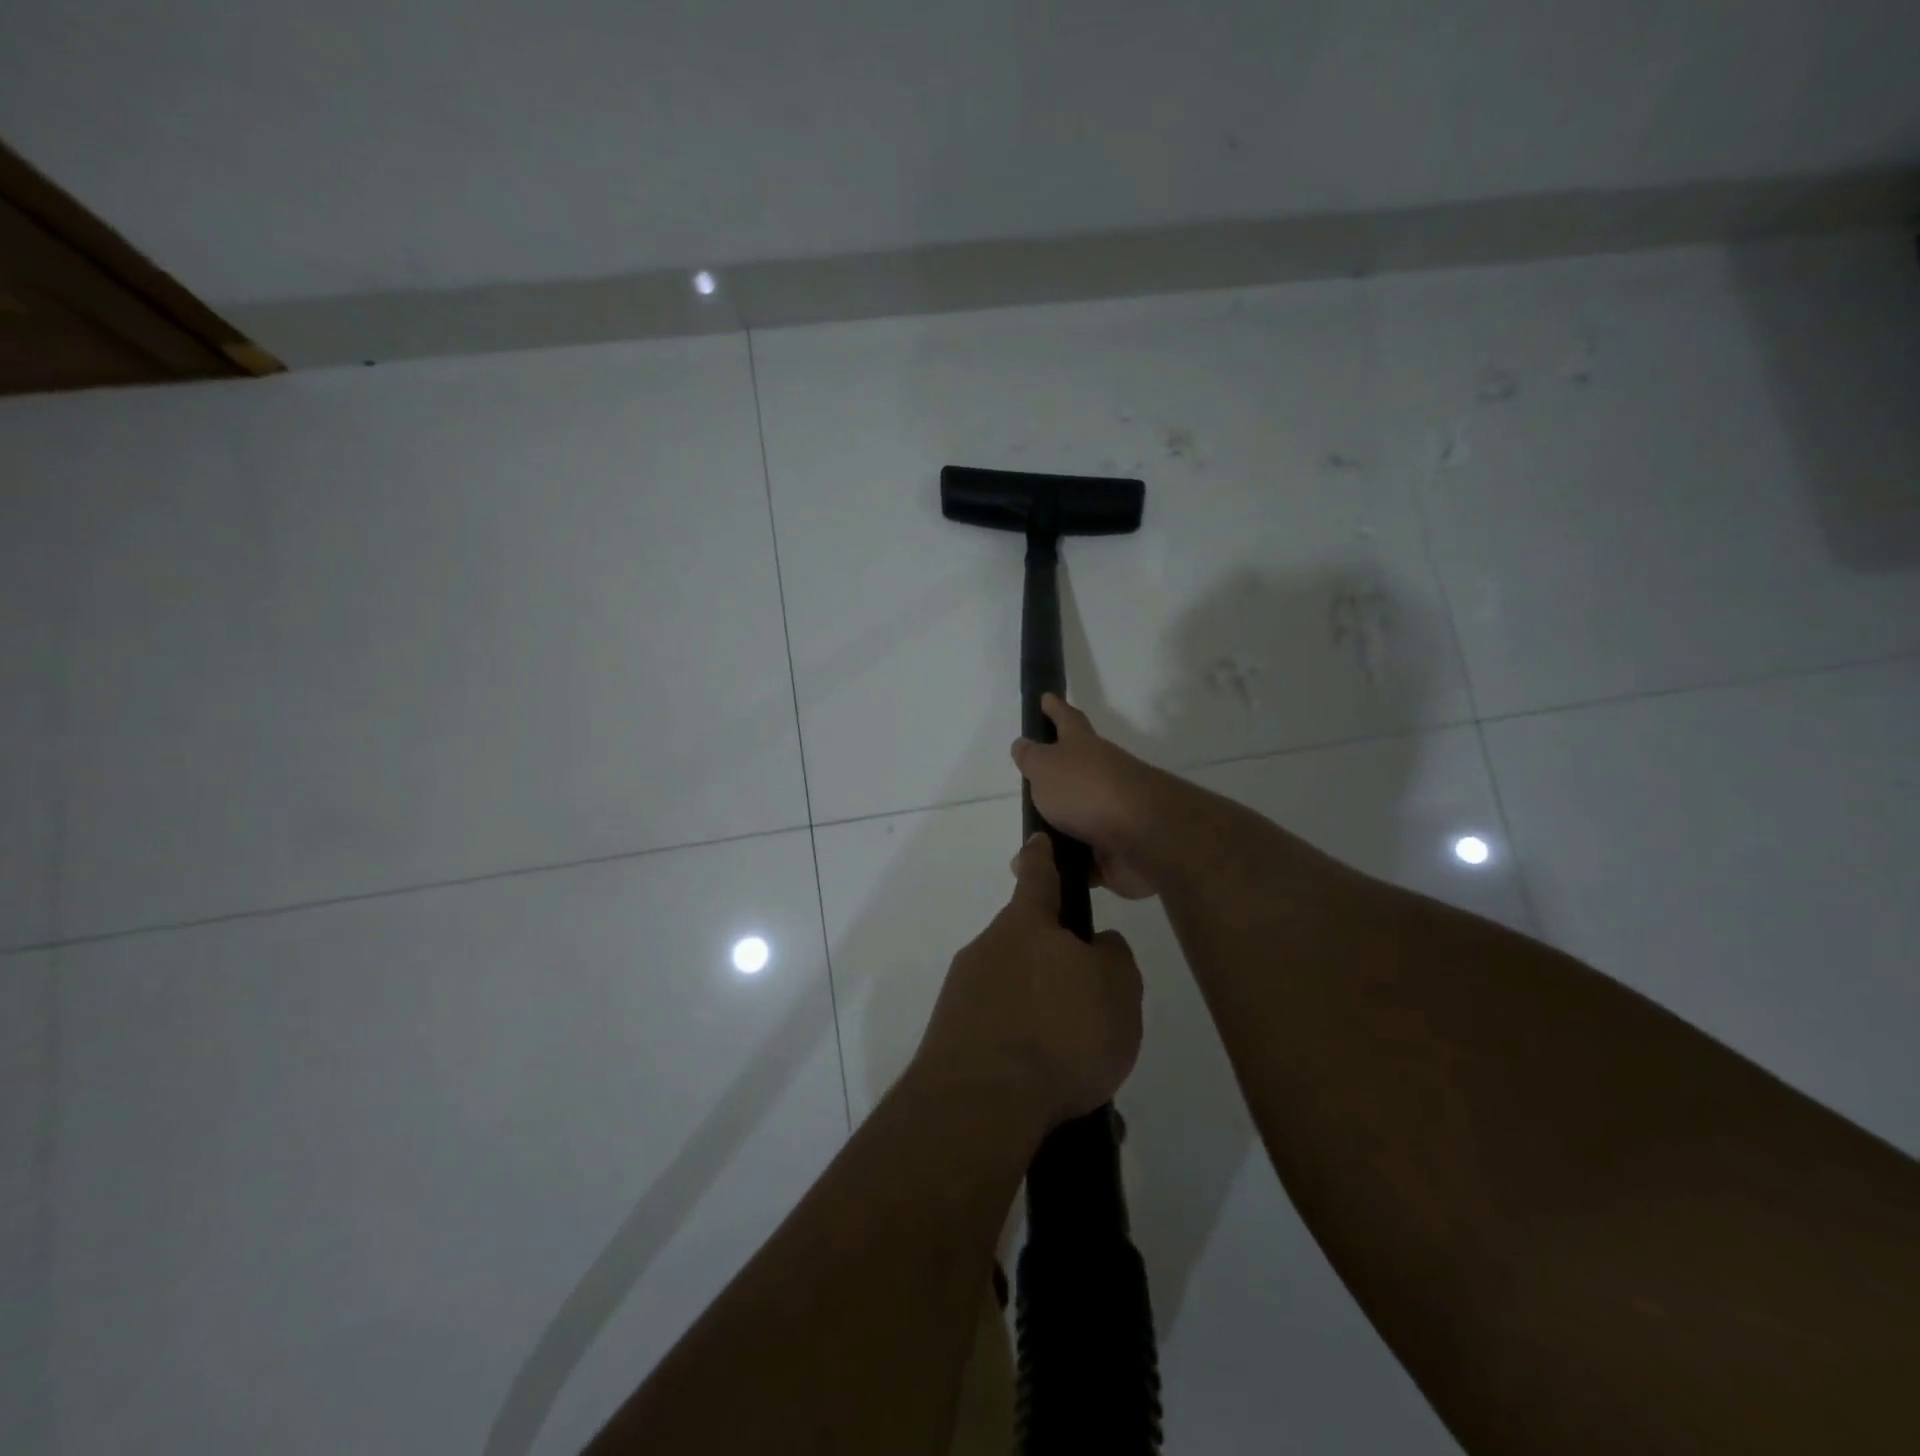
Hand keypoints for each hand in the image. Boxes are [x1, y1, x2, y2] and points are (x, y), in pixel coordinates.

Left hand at [911, 834, 1143, 1132]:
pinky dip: (1027, 1057)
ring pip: (1017, 998)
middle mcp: (988, 950)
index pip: (1038, 875)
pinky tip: (1053, 1097)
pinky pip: (1002, 1038)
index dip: (1043, 857)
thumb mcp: (1117, 990)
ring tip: (1083, 1073)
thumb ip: (1113, 957)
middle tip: (1093, 1011)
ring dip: (1047, 1023)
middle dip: (1056, 969)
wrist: (981, 1103)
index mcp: (1026, 925)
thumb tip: (1096, 946)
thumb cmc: (1060, 1032)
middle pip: (1027, 945)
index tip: (1038, 841)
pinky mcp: (951, 1039)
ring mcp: (963, 995)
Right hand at [1011, 694, 1166, 899]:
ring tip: (1026, 848)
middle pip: (1073, 773)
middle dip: (1053, 781)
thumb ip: (1031, 758)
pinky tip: (1043, 875)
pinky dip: (1064, 867)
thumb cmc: (1087, 791)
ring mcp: (1109, 815)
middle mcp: (1099, 776)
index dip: (1055, 709)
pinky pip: (1081, 860)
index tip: (1046, 697)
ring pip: (1074, 822)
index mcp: (1083, 748)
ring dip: (1053, 834)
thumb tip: (1023, 744)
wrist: (1143, 837)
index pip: (1067, 720)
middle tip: (1028, 788)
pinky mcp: (1113, 852)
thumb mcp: (1046, 767)